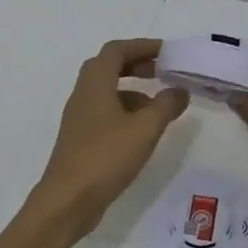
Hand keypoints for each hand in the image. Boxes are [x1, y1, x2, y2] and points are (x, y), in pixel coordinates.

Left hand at [27, 38, 190, 242]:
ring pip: (108, 91)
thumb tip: (180, 90)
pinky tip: (143, 130)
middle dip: (137, 64)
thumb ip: (166, 105)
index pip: (116, 50)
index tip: (166, 51)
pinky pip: (106, 112)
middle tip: (164, 71)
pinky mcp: (82, 139)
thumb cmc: (105, 157)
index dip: (142, 46)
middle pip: (109, 67)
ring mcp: (80, 118)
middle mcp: (83, 94)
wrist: (67, 201)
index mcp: (95, 84)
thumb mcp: (145, 129)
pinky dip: (126, 111)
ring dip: (134, 90)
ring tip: (160, 104)